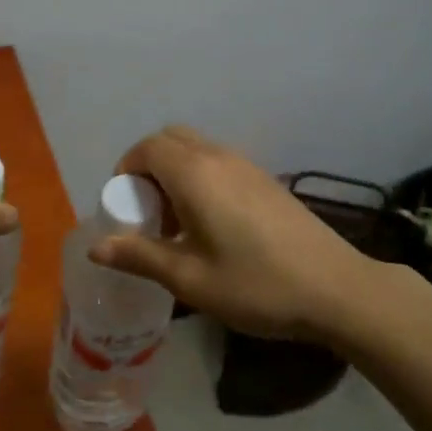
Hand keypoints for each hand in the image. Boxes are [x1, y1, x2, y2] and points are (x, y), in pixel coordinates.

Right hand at [91, 125, 375, 342]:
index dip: (125, 171)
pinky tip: (211, 225)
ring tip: (176, 224)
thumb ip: (139, 256)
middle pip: (170, 140)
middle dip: (147, 167)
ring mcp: (247, 166)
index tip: (123, 208)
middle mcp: (219, 158)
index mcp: (195, 174)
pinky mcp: (266, 180)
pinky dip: (200, 178)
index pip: (146, 148)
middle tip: (147, 212)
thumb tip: (95, 248)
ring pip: (196, 149)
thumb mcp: (189, 279)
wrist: (336, 290)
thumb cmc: (255, 285)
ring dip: (174, 173)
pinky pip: (219, 163)